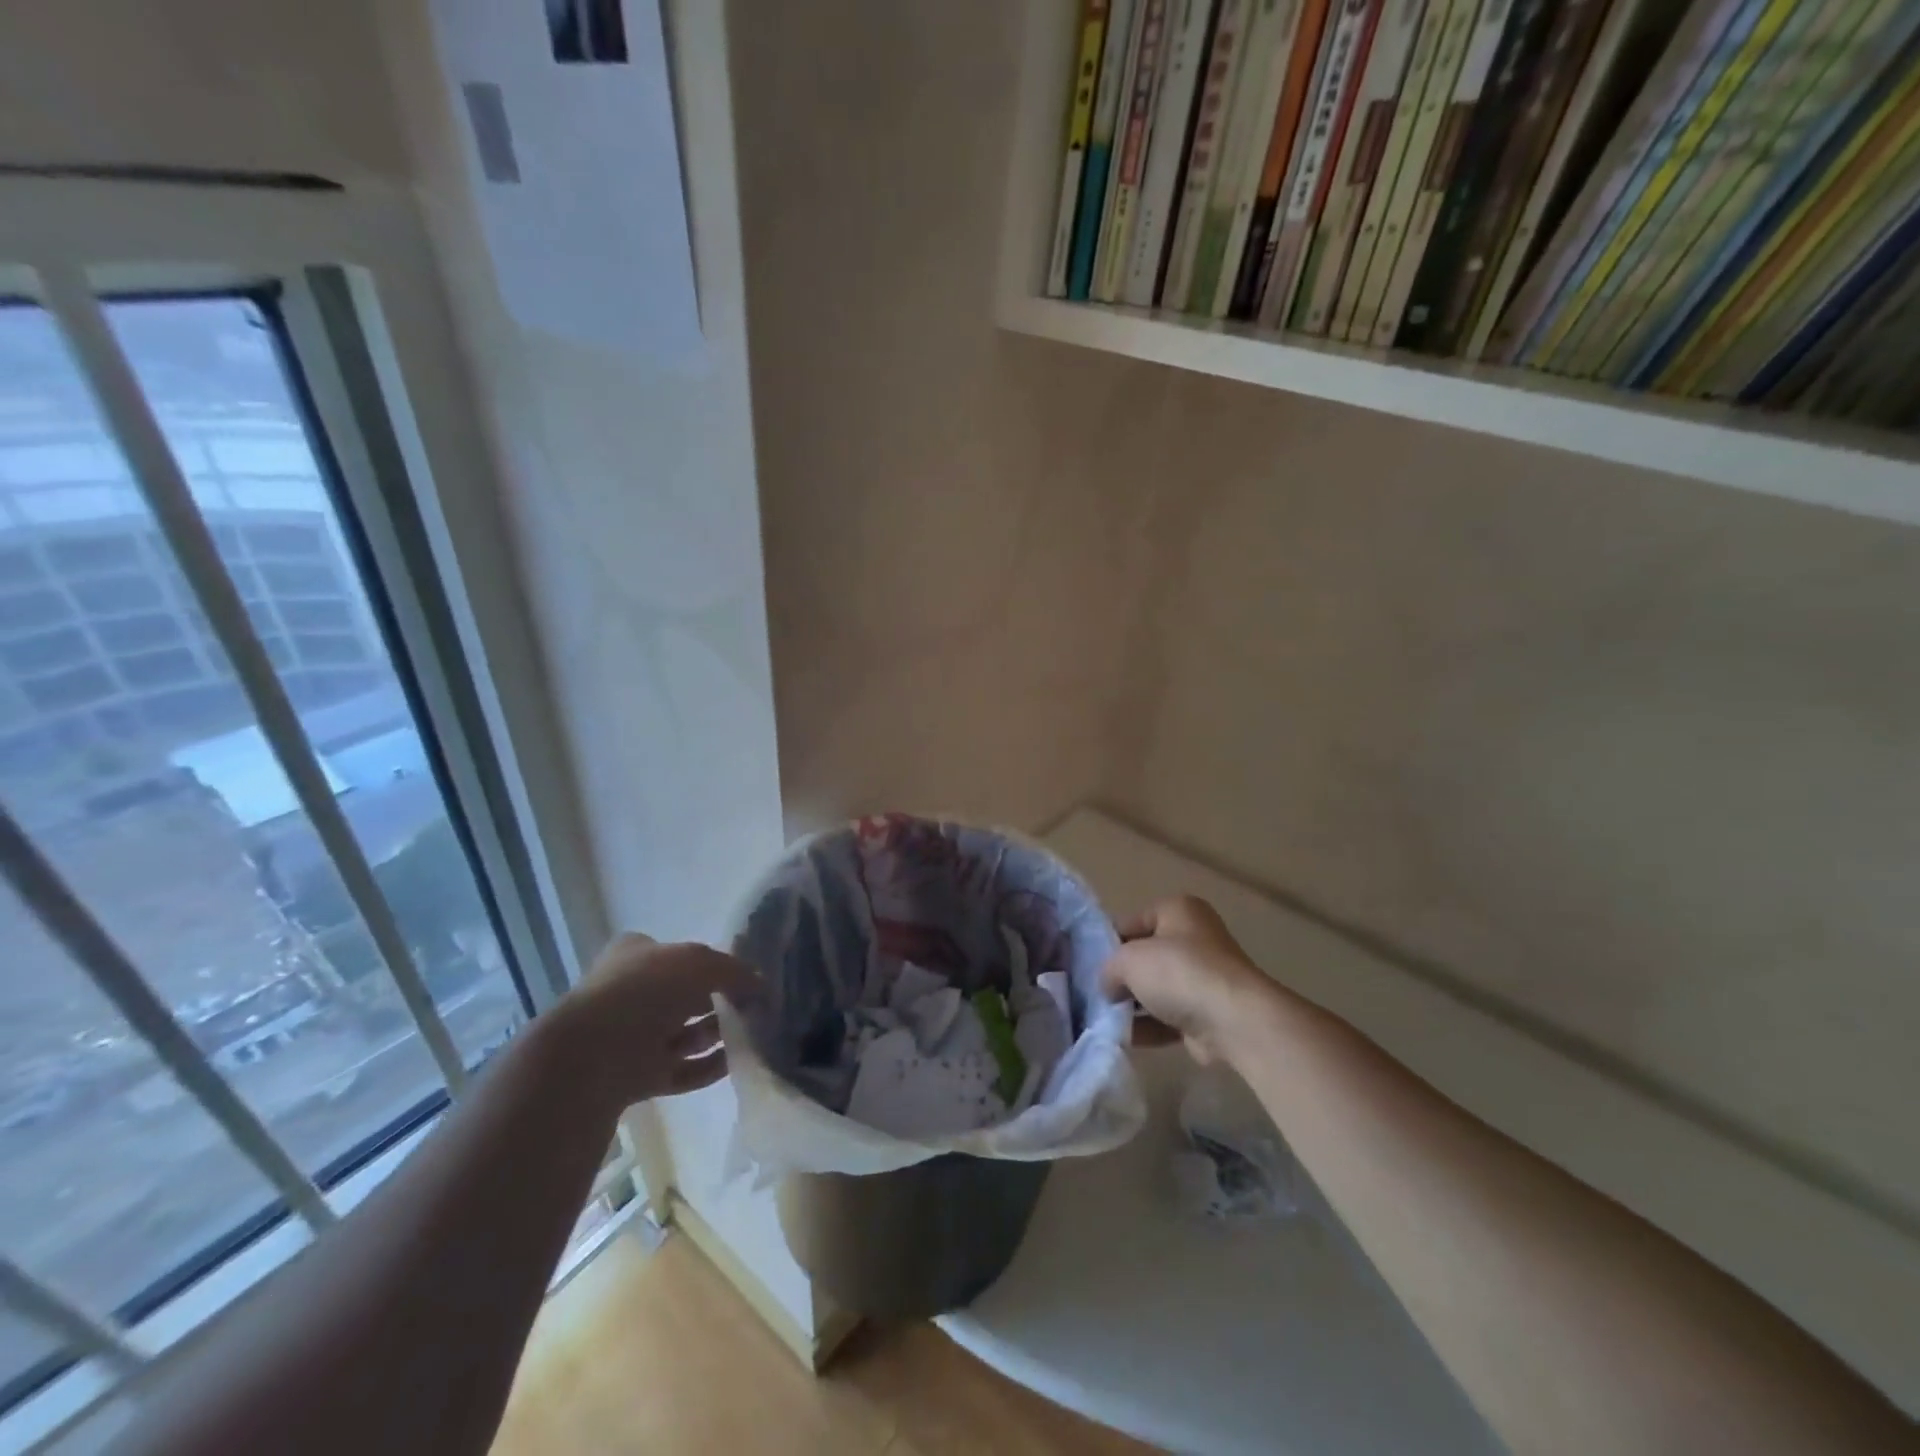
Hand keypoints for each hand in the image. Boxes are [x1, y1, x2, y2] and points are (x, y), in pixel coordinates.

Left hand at [550, 934, 760, 1109]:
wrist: (590, 1058)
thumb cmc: (644, 992)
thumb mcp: (699, 963)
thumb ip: (733, 971)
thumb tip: (760, 984)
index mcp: (636, 957)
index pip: (679, 955)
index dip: (711, 964)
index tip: (744, 977)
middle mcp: (634, 994)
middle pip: (687, 997)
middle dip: (721, 1002)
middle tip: (757, 1008)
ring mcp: (634, 1038)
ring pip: (687, 1035)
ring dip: (720, 1035)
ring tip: (756, 1035)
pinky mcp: (639, 1077)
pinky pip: (684, 1070)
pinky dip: (711, 1067)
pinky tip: (740, 1062)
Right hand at [1102, 896, 1277, 1065]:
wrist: (1233, 1020)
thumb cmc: (1179, 972)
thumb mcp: (1128, 959)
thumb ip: (1109, 968)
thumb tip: (1109, 986)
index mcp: (1178, 910)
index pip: (1131, 921)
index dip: (1107, 942)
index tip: (1086, 965)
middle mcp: (1195, 938)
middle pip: (1146, 956)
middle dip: (1122, 977)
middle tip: (1093, 993)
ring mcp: (1205, 977)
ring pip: (1157, 989)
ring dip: (1133, 1005)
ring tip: (1104, 1019)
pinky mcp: (1209, 1013)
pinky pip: (1170, 1017)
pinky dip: (1149, 1027)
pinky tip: (1124, 1038)